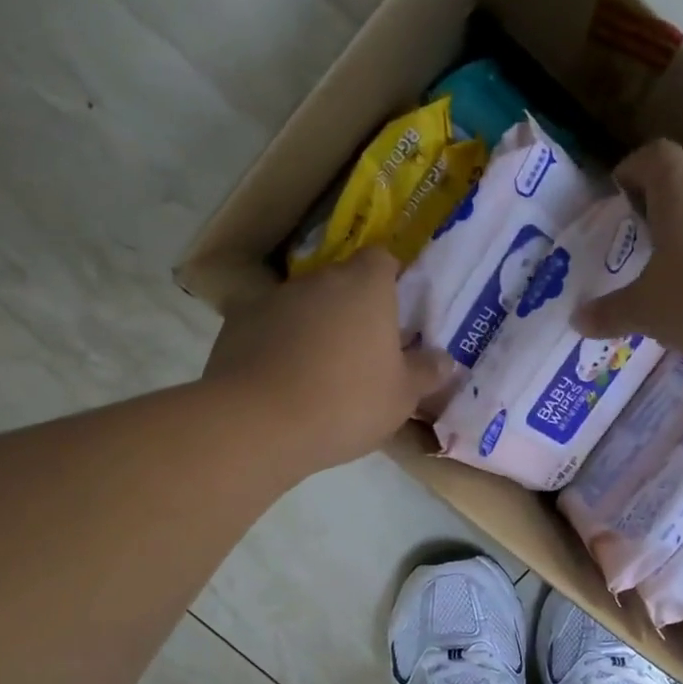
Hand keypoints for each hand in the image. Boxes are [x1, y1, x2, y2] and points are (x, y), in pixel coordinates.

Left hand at [203, 247, 452, 475]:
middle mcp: (318, 280)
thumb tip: (445, 359)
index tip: (396, 312)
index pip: (382, 259)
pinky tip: (282, 380)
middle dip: (353, 308)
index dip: (390, 280)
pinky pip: (269, 327)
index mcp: (365, 286)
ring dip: (314, 326)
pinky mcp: (237, 324)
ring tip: (320, 371)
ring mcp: (273, 299)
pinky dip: (278, 344)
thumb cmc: (347, 403)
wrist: (258, 424)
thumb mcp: (402, 397)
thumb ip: (426, 372)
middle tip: (364, 350)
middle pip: (341, 282)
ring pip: (304, 304)